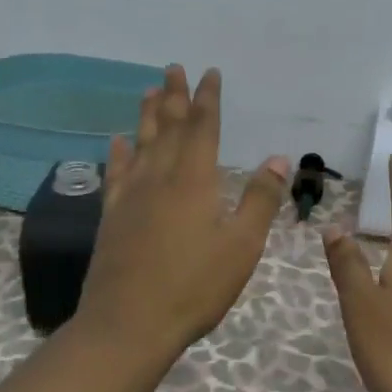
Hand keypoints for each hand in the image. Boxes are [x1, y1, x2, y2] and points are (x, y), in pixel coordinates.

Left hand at [75, 65, 288, 360]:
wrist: (129, 323)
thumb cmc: (194, 286)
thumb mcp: (241, 245)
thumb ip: (260, 199)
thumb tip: (279, 157)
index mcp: (194, 180)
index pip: (203, 127)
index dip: (208, 98)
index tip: (209, 73)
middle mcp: (159, 177)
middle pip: (169, 127)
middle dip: (175, 96)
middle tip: (174, 68)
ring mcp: (131, 195)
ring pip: (141, 143)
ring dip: (147, 115)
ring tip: (149, 90)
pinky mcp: (112, 216)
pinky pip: (115, 174)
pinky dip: (118, 153)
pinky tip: (117, 142)